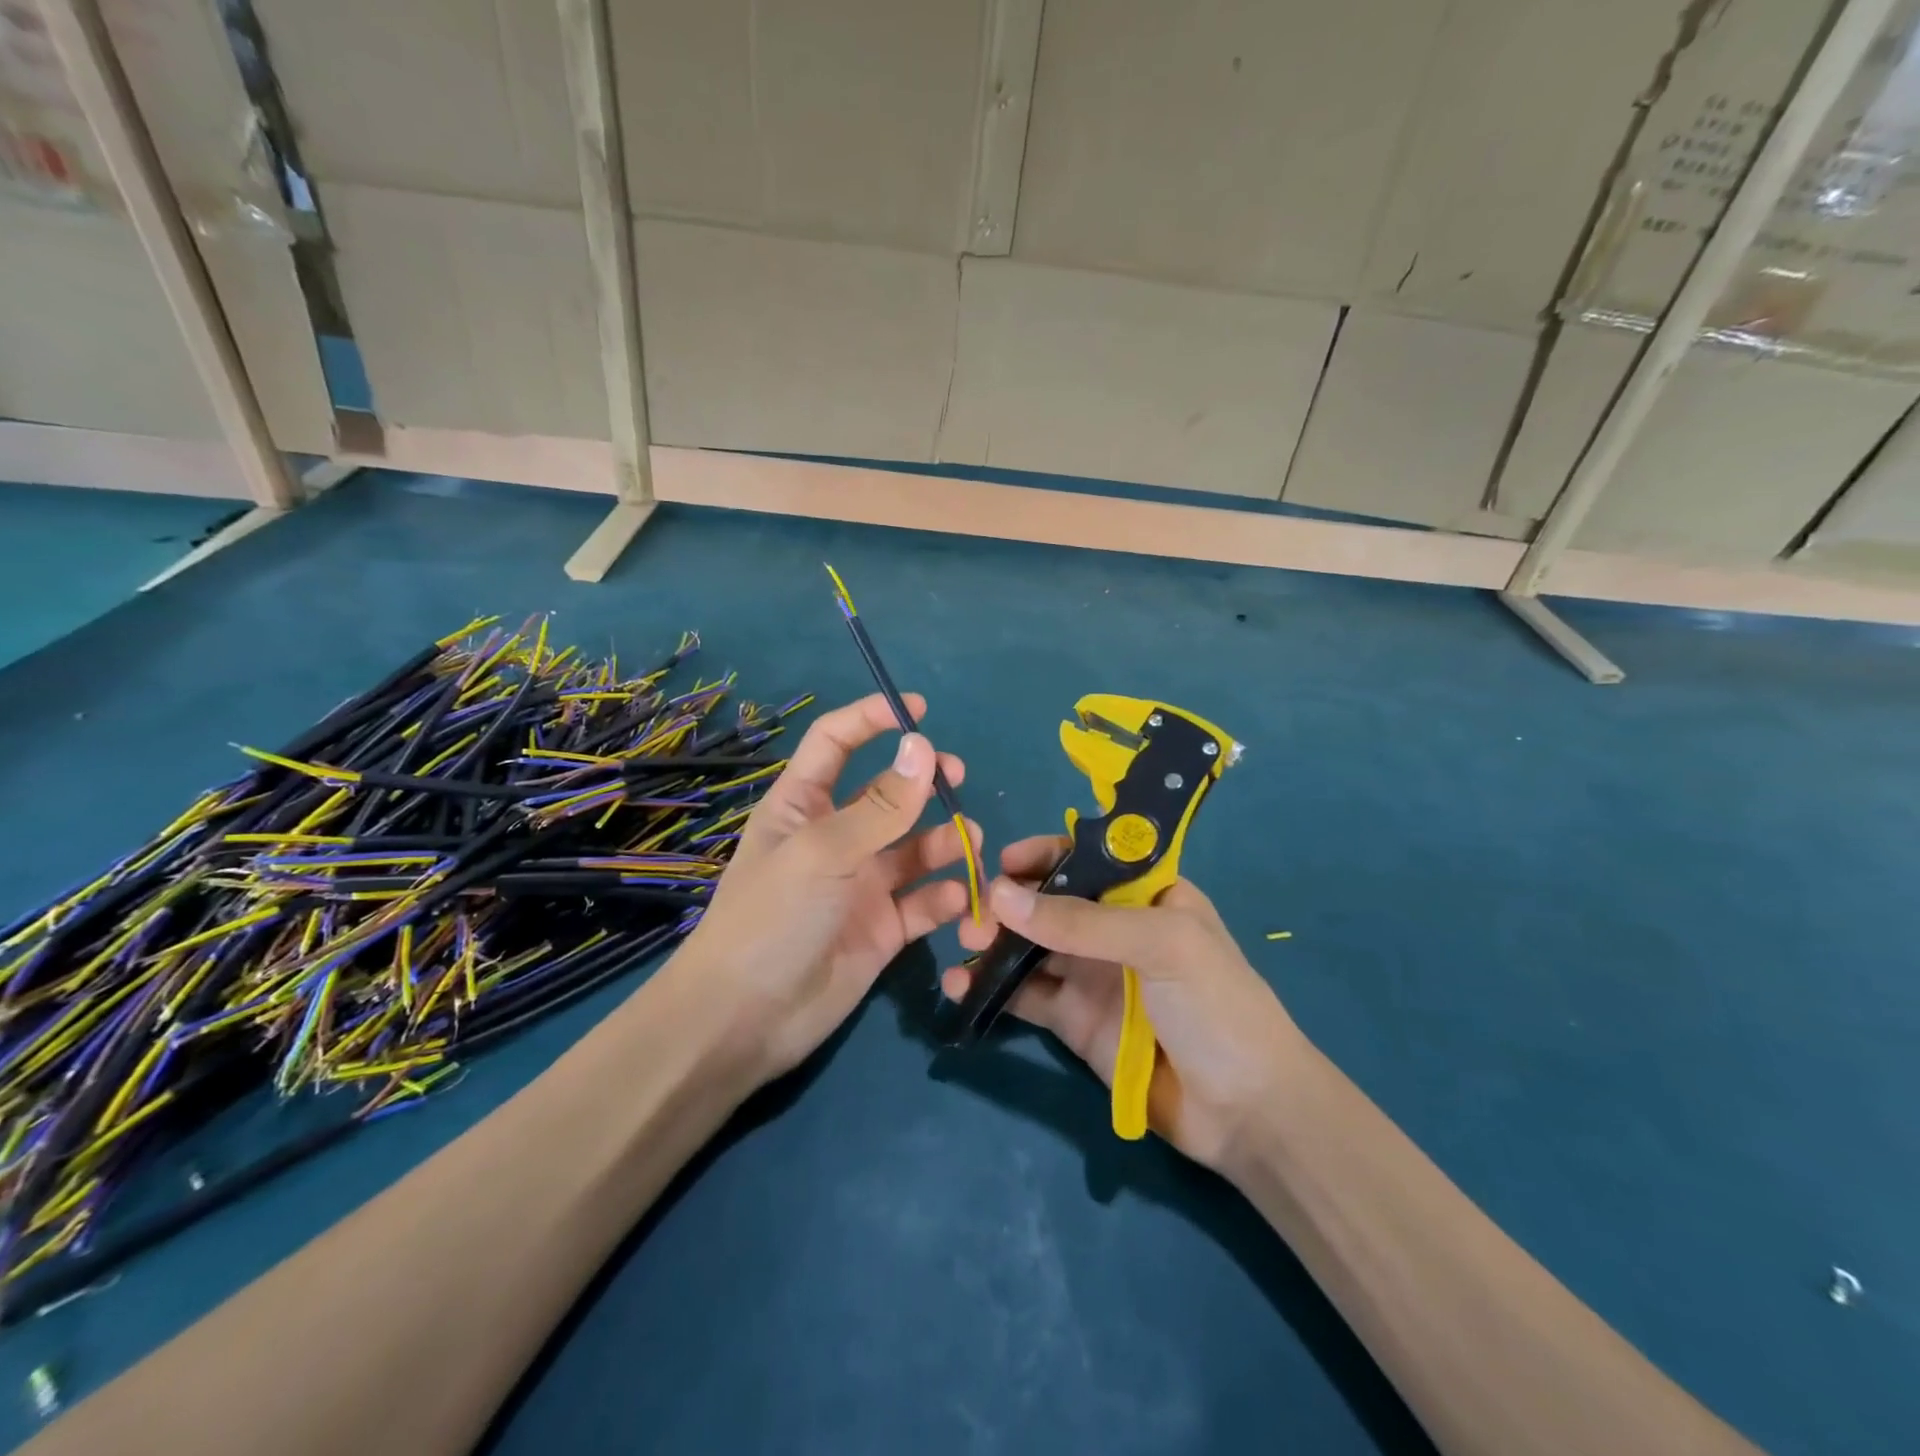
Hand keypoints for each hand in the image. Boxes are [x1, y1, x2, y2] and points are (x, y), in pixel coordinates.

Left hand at [676, 693, 977, 1085]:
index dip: (871, 719)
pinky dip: (946, 898)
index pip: (835, 742)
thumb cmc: (772, 918)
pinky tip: (959, 901)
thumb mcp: (824, 852)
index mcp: (803, 806)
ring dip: (945, 841)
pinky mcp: (884, 928)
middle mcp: (835, 838)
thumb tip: (923, 746)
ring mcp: (861, 884)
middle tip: (956, 778)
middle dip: (924, 782)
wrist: (746, 1021)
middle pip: (888, 793)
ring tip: (970, 843)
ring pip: (916, 848)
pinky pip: (924, 902)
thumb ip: (881, 805)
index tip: (917, 709)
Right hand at [942, 836, 1304, 1172]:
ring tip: (961, 944)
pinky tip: (960, 984)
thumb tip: (999, 895)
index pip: (1087, 858)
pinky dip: (991, 988)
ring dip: (993, 942)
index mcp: (1146, 894)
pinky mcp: (1073, 1020)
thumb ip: (1080, 921)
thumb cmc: (1216, 1005)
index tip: (1005, 862)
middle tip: (972, 914)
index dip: (1046, 854)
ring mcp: (1091, 975)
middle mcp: (1114, 928)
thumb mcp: (1159, 944)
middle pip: (1050, 902)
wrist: (1246, 1111)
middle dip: (1008, 902)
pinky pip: (1025, 994)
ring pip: (1030, 947)